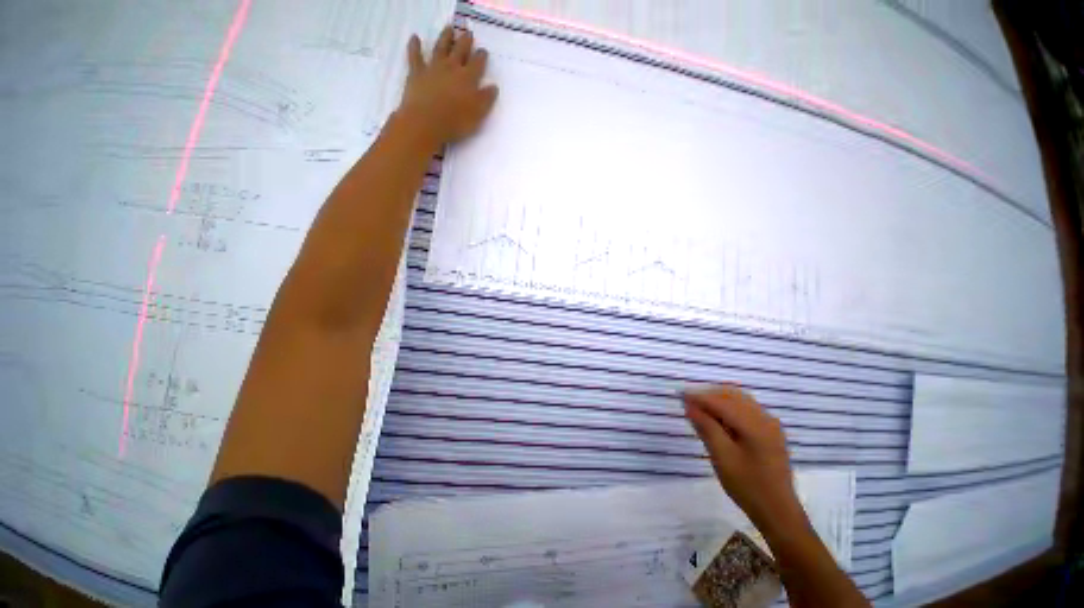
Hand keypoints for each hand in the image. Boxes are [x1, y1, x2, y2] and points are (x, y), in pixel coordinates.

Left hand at [398, 26, 498, 146]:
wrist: (426, 122)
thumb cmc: (456, 122)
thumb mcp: (478, 114)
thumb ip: (486, 99)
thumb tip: (493, 87)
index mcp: (468, 78)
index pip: (478, 64)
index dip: (481, 56)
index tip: (483, 51)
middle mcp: (451, 67)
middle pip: (460, 50)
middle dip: (465, 42)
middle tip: (468, 33)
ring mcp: (433, 67)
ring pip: (440, 47)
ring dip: (445, 37)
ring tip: (449, 29)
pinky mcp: (417, 72)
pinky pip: (415, 55)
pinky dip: (415, 45)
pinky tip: (415, 38)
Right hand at [684, 384, 805, 533]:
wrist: (778, 512)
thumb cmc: (747, 486)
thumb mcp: (722, 457)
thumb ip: (706, 427)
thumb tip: (690, 406)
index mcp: (754, 425)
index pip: (721, 402)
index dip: (699, 397)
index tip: (680, 395)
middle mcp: (765, 419)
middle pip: (732, 395)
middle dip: (708, 395)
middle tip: (688, 402)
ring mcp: (770, 425)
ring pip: (740, 400)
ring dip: (718, 400)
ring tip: (700, 409)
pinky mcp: (771, 432)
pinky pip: (747, 409)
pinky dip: (729, 407)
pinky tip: (718, 419)